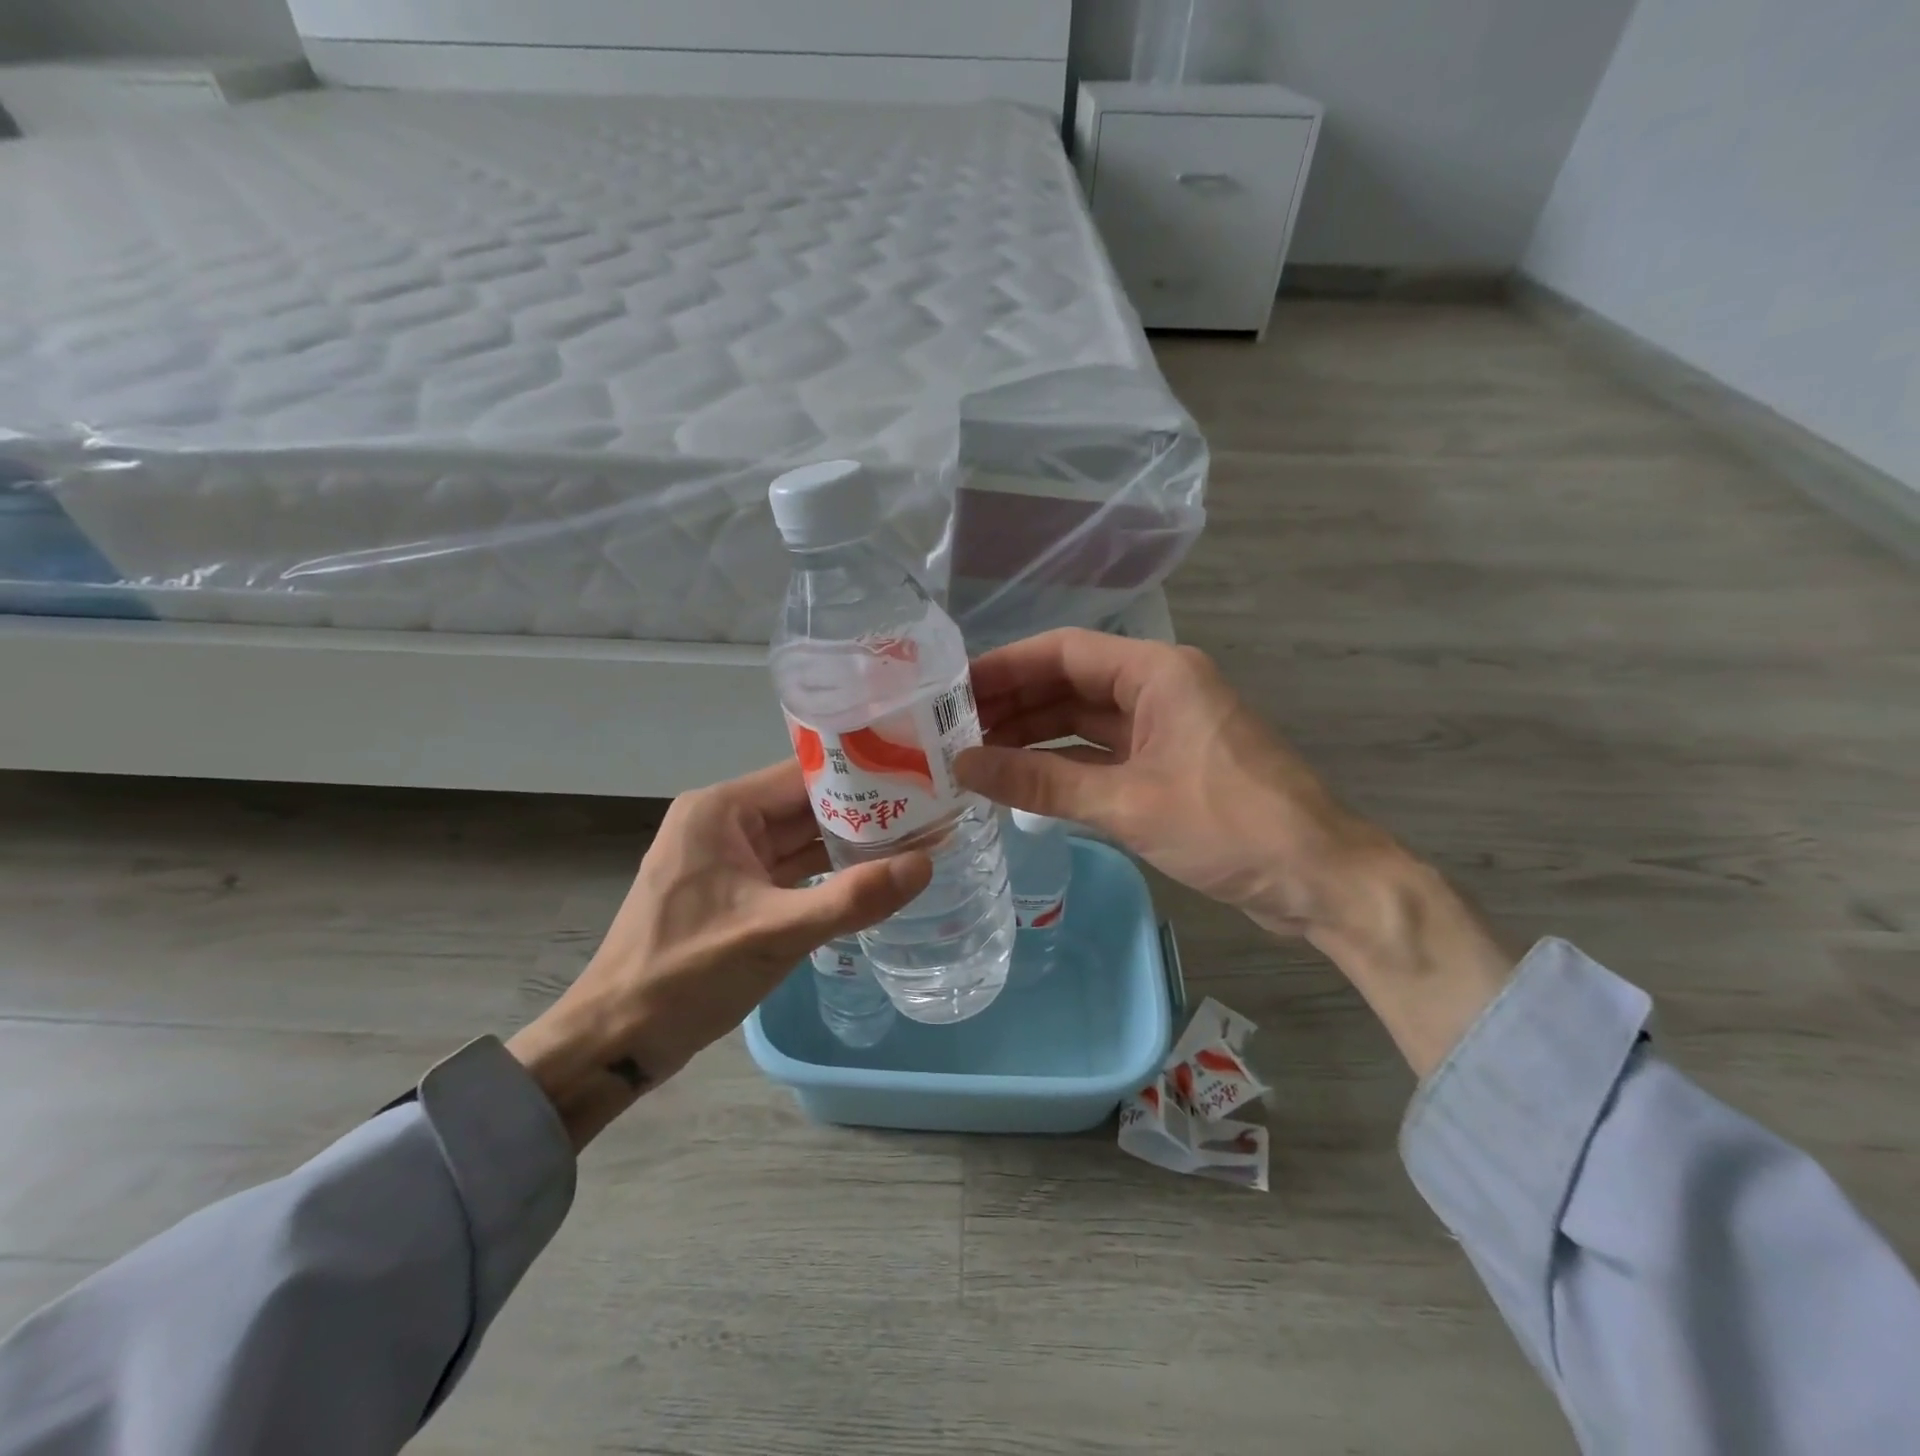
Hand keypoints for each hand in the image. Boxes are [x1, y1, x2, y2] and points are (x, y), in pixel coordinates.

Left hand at [508, 762, 930, 1148]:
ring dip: (849, 843)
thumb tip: (926, 864)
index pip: (805, 775)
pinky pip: (790, 869)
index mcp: (721, 810)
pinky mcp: (734, 891)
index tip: (918, 780)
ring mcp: (728, 858)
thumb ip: (851, 898)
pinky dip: (827, 872)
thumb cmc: (684, 975)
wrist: (614, 1041)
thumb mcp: (774, 934)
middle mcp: (724, 822)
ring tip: (914, 839)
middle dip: (863, 811)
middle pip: (806, 805)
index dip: (862, 775)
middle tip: (929, 813)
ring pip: (801, 838)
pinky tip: (872, 876)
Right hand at [957, 629, 1385, 938]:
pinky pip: (1101, 753)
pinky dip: (1062, 764)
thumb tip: (964, 765)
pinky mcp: (1166, 766)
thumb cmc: (1228, 825)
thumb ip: (1041, 781)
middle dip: (1012, 704)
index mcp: (1157, 672)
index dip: (1004, 667)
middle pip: (1069, 683)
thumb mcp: (1125, 802)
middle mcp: (1159, 688)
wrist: (1318, 879)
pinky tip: (1020, 780)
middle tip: (950, 730)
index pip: (1063, 651)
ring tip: (973, 756)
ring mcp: (1164, 728)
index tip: (951, 690)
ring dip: (1033, 736)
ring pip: (1083, 720)